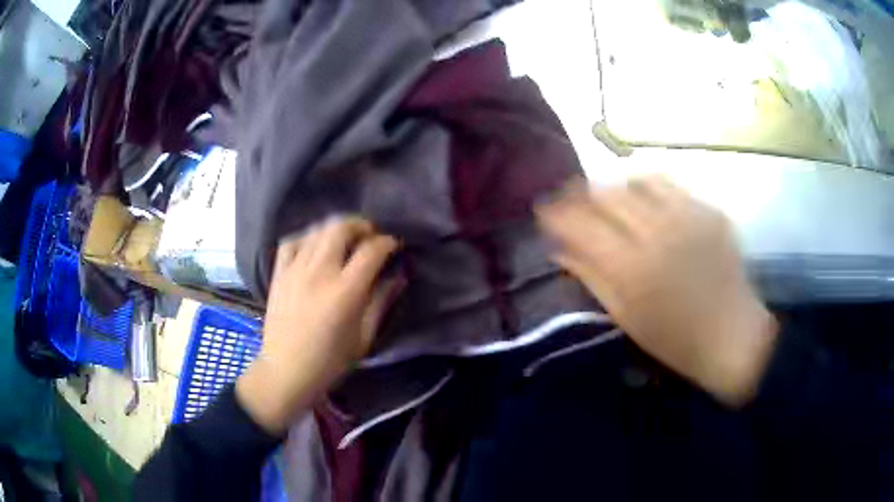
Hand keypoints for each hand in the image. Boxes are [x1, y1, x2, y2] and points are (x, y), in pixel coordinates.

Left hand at [236, 217, 403, 433]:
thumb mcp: (364, 337)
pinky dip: (307, 238)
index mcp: (345, 291)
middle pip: (340, 227)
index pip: (371, 250)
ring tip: (345, 240)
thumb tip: (398, 276)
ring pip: (317, 230)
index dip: (386, 242)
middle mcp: (319, 272)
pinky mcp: (279, 273)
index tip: (393, 245)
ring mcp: (295, 270)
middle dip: (360, 225)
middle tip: (370, 236)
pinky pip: (292, 241)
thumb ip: (382, 302)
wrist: (286, 371)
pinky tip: (314, 247)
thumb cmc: (330, 361)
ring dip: (336, 229)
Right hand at [536, 176, 776, 406]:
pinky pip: (667, 183)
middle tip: (570, 200)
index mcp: (632, 268)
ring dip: (612, 186)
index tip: (543, 211)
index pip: (581, 225)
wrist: (732, 334)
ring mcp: (686, 216)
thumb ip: (591, 277)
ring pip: (635, 180)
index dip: (557, 213)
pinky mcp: (707, 210)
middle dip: (579, 193)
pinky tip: (642, 199)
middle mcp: (657, 232)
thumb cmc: (674, 339)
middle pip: (606, 194)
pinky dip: (645, 186)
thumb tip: (559, 250)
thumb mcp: (626, 316)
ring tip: (605, 198)